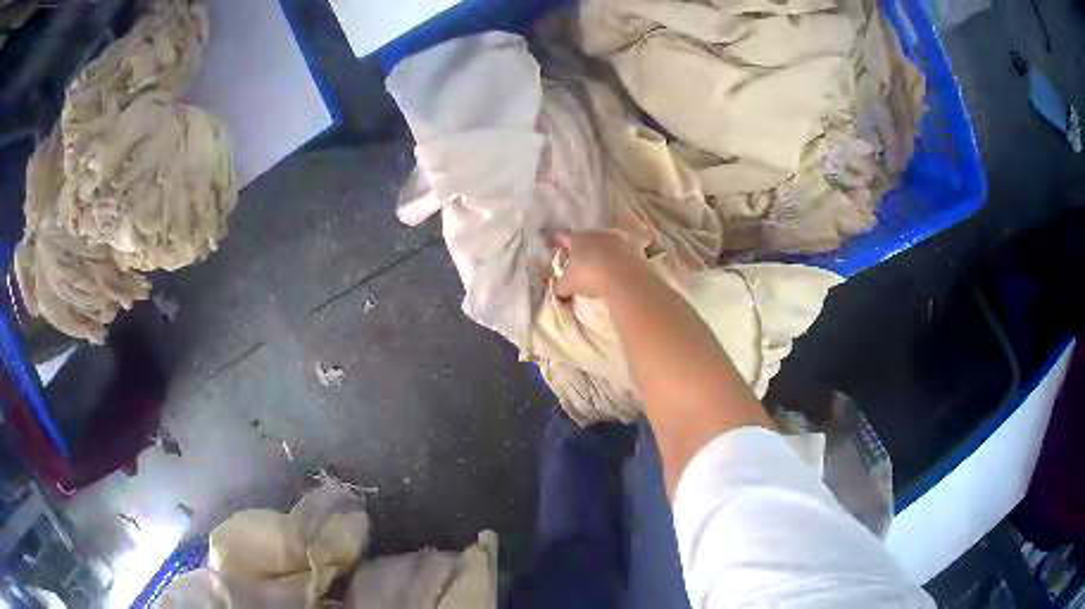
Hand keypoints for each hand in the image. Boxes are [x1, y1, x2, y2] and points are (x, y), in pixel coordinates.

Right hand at [549, 230, 647, 299]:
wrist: (624, 279)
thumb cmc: (589, 277)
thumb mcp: (568, 285)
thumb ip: (560, 285)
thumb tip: (559, 288)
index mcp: (577, 238)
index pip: (565, 237)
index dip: (562, 244)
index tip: (561, 251)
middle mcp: (596, 234)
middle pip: (587, 239)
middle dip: (584, 249)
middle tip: (581, 263)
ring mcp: (617, 239)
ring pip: (605, 245)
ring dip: (602, 254)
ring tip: (600, 269)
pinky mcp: (633, 249)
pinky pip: (621, 254)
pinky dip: (617, 261)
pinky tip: (616, 273)